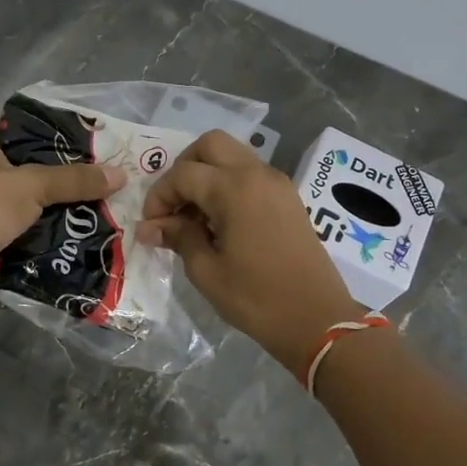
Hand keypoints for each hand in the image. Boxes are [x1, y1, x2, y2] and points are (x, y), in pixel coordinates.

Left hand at [0, 124, 122, 304]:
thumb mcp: (31, 187)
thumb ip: (74, 180)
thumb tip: (121, 175)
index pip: (21, 126)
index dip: (55, 136)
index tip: (91, 148)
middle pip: (23, 163)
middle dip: (57, 177)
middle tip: (96, 181)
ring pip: (18, 196)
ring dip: (46, 206)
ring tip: (89, 208)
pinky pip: (10, 223)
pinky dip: (32, 228)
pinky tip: (65, 233)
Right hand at [138, 130, 363, 376]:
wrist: (318, 320)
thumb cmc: (256, 298)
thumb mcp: (206, 271)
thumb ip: (178, 238)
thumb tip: (149, 227)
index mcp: (234, 188)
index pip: (183, 174)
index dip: (159, 196)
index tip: (151, 225)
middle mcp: (257, 174)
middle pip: (210, 145)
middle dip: (183, 168)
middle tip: (174, 205)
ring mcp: (277, 183)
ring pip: (232, 156)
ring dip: (207, 174)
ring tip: (194, 216)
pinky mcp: (288, 198)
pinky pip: (250, 174)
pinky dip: (228, 184)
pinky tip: (219, 221)